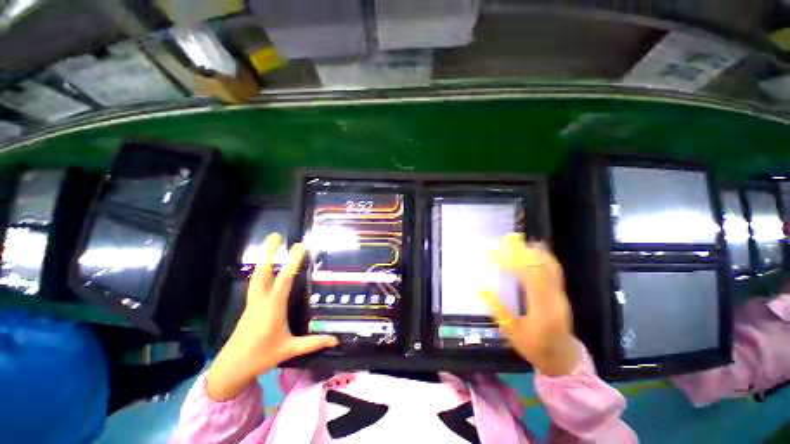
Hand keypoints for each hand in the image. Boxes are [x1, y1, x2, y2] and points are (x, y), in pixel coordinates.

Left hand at [206, 234, 338, 400]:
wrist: (231, 368)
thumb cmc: (261, 357)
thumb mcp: (289, 349)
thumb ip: (313, 343)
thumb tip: (335, 340)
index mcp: (273, 308)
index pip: (284, 281)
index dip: (292, 263)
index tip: (300, 247)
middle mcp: (261, 301)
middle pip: (264, 272)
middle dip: (269, 253)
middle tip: (275, 236)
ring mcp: (253, 302)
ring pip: (257, 276)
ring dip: (264, 259)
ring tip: (270, 244)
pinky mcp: (250, 306)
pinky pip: (256, 283)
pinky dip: (261, 270)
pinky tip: (266, 267)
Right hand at [481, 234, 577, 376]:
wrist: (563, 358)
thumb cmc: (535, 347)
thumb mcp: (512, 333)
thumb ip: (499, 310)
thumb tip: (482, 289)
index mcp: (542, 309)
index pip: (528, 277)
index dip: (510, 262)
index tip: (493, 256)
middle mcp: (554, 297)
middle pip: (541, 266)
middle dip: (520, 252)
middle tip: (502, 243)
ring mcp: (560, 293)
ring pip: (549, 265)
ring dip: (532, 251)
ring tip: (515, 243)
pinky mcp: (561, 292)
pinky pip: (553, 269)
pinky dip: (543, 256)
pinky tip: (533, 249)